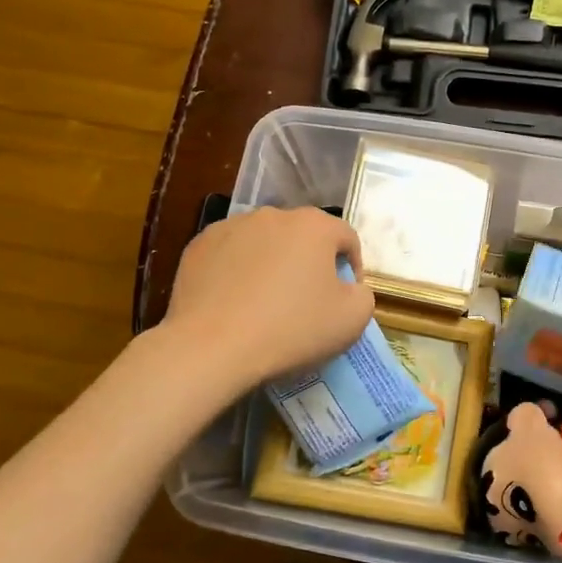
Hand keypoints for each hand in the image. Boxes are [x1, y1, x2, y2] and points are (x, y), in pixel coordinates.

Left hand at [163, 207, 374, 389]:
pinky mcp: (199, 246)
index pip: (346, 238)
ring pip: (265, 243)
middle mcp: (273, 215)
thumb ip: (363, 294)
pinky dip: (238, 271)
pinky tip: (235, 303)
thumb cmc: (291, 329)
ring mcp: (231, 227)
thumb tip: (349, 287)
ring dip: (273, 264)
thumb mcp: (352, 320)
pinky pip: (231, 255)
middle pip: (303, 237)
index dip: (353, 267)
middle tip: (307, 301)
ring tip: (267, 302)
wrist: (212, 347)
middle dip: (310, 263)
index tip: (346, 297)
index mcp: (314, 225)